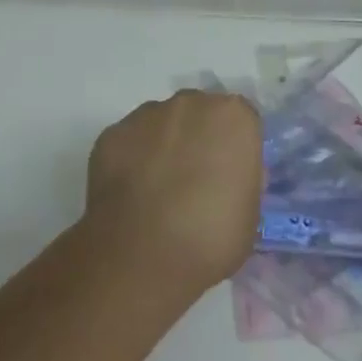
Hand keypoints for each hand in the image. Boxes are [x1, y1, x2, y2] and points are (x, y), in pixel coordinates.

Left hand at [85, 91, 262, 296]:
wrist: (142, 257)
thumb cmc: (209, 240)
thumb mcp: (249, 215)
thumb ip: (241, 180)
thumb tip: (228, 176)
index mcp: (233, 117)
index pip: (241, 121)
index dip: (234, 147)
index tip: (228, 175)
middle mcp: (190, 103)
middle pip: (199, 113)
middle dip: (197, 138)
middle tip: (193, 182)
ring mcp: (146, 114)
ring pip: (161, 123)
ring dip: (163, 146)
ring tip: (156, 192)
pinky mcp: (112, 132)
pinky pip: (129, 142)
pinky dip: (131, 160)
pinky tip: (130, 195)